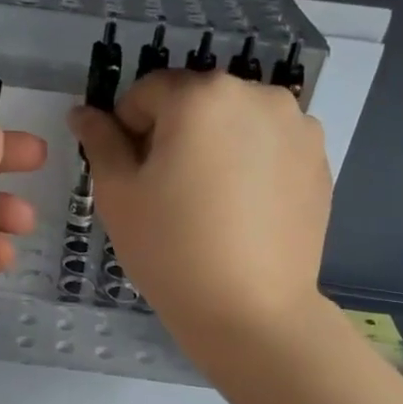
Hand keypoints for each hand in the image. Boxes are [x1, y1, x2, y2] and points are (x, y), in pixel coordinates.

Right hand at [69, 71, 330, 374]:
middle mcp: (256, 93)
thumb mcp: (118, 194)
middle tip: (167, 191)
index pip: (146, 91)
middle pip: (195, 101)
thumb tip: (83, 113)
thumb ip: (100, 142)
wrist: (251, 311)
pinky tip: (242, 210)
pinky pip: (269, 144)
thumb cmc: (171, 249)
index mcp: (201, 95)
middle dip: (174, 134)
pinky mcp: (319, 158)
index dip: (127, 130)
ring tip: (209, 201)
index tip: (131, 176)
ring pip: (234, 121)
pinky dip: (251, 162)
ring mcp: (296, 125)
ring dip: (214, 144)